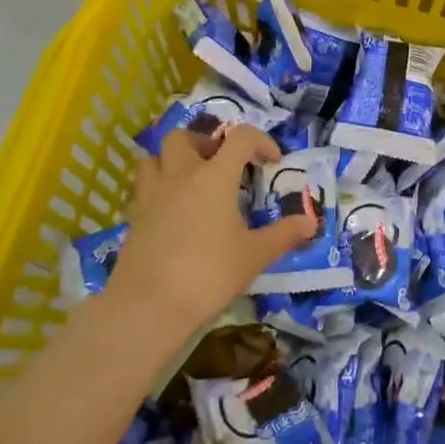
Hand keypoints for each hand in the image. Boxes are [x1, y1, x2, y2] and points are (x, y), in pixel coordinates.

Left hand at [100, 127, 313, 345]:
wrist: (149, 306)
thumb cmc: (209, 274)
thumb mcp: (255, 255)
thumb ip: (284, 234)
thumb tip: (311, 222)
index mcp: (215, 177)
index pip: (240, 138)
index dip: (260, 141)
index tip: (272, 161)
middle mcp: (181, 175)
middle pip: (184, 137)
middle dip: (204, 143)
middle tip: (220, 165)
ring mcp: (152, 194)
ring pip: (154, 157)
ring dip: (172, 161)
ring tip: (190, 182)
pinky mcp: (133, 217)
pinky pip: (142, 188)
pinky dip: (157, 189)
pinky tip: (170, 212)